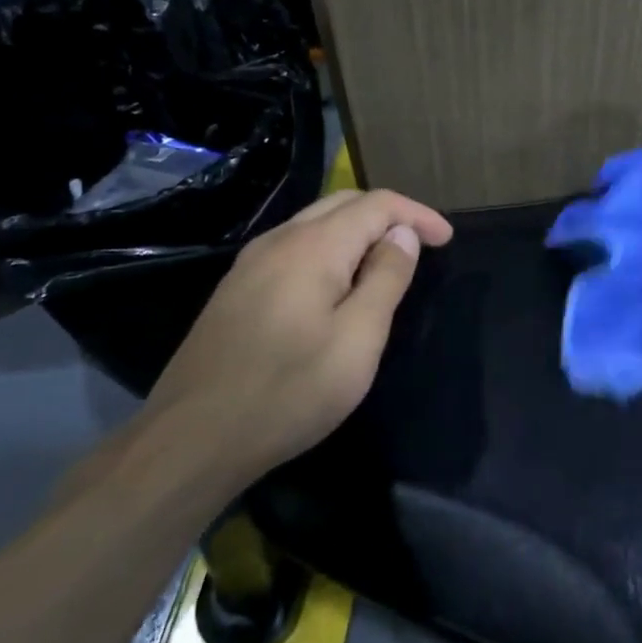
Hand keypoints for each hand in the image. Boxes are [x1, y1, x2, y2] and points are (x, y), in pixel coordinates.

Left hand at [145, 188, 453, 477]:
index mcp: (313, 246)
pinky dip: (330, 249)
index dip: (416, 215)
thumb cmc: (290, 390)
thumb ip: (386, 278)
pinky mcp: (236, 289)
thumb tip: (402, 234)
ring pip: (315, 223)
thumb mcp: (358, 338)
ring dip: (358, 230)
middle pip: (343, 203)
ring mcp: (251, 263)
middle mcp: (279, 240)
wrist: (193, 439)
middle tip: (422, 244)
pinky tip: (339, 282)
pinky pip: (294, 248)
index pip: (376, 205)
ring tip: (387, 260)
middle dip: (388, 215)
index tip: (448, 240)